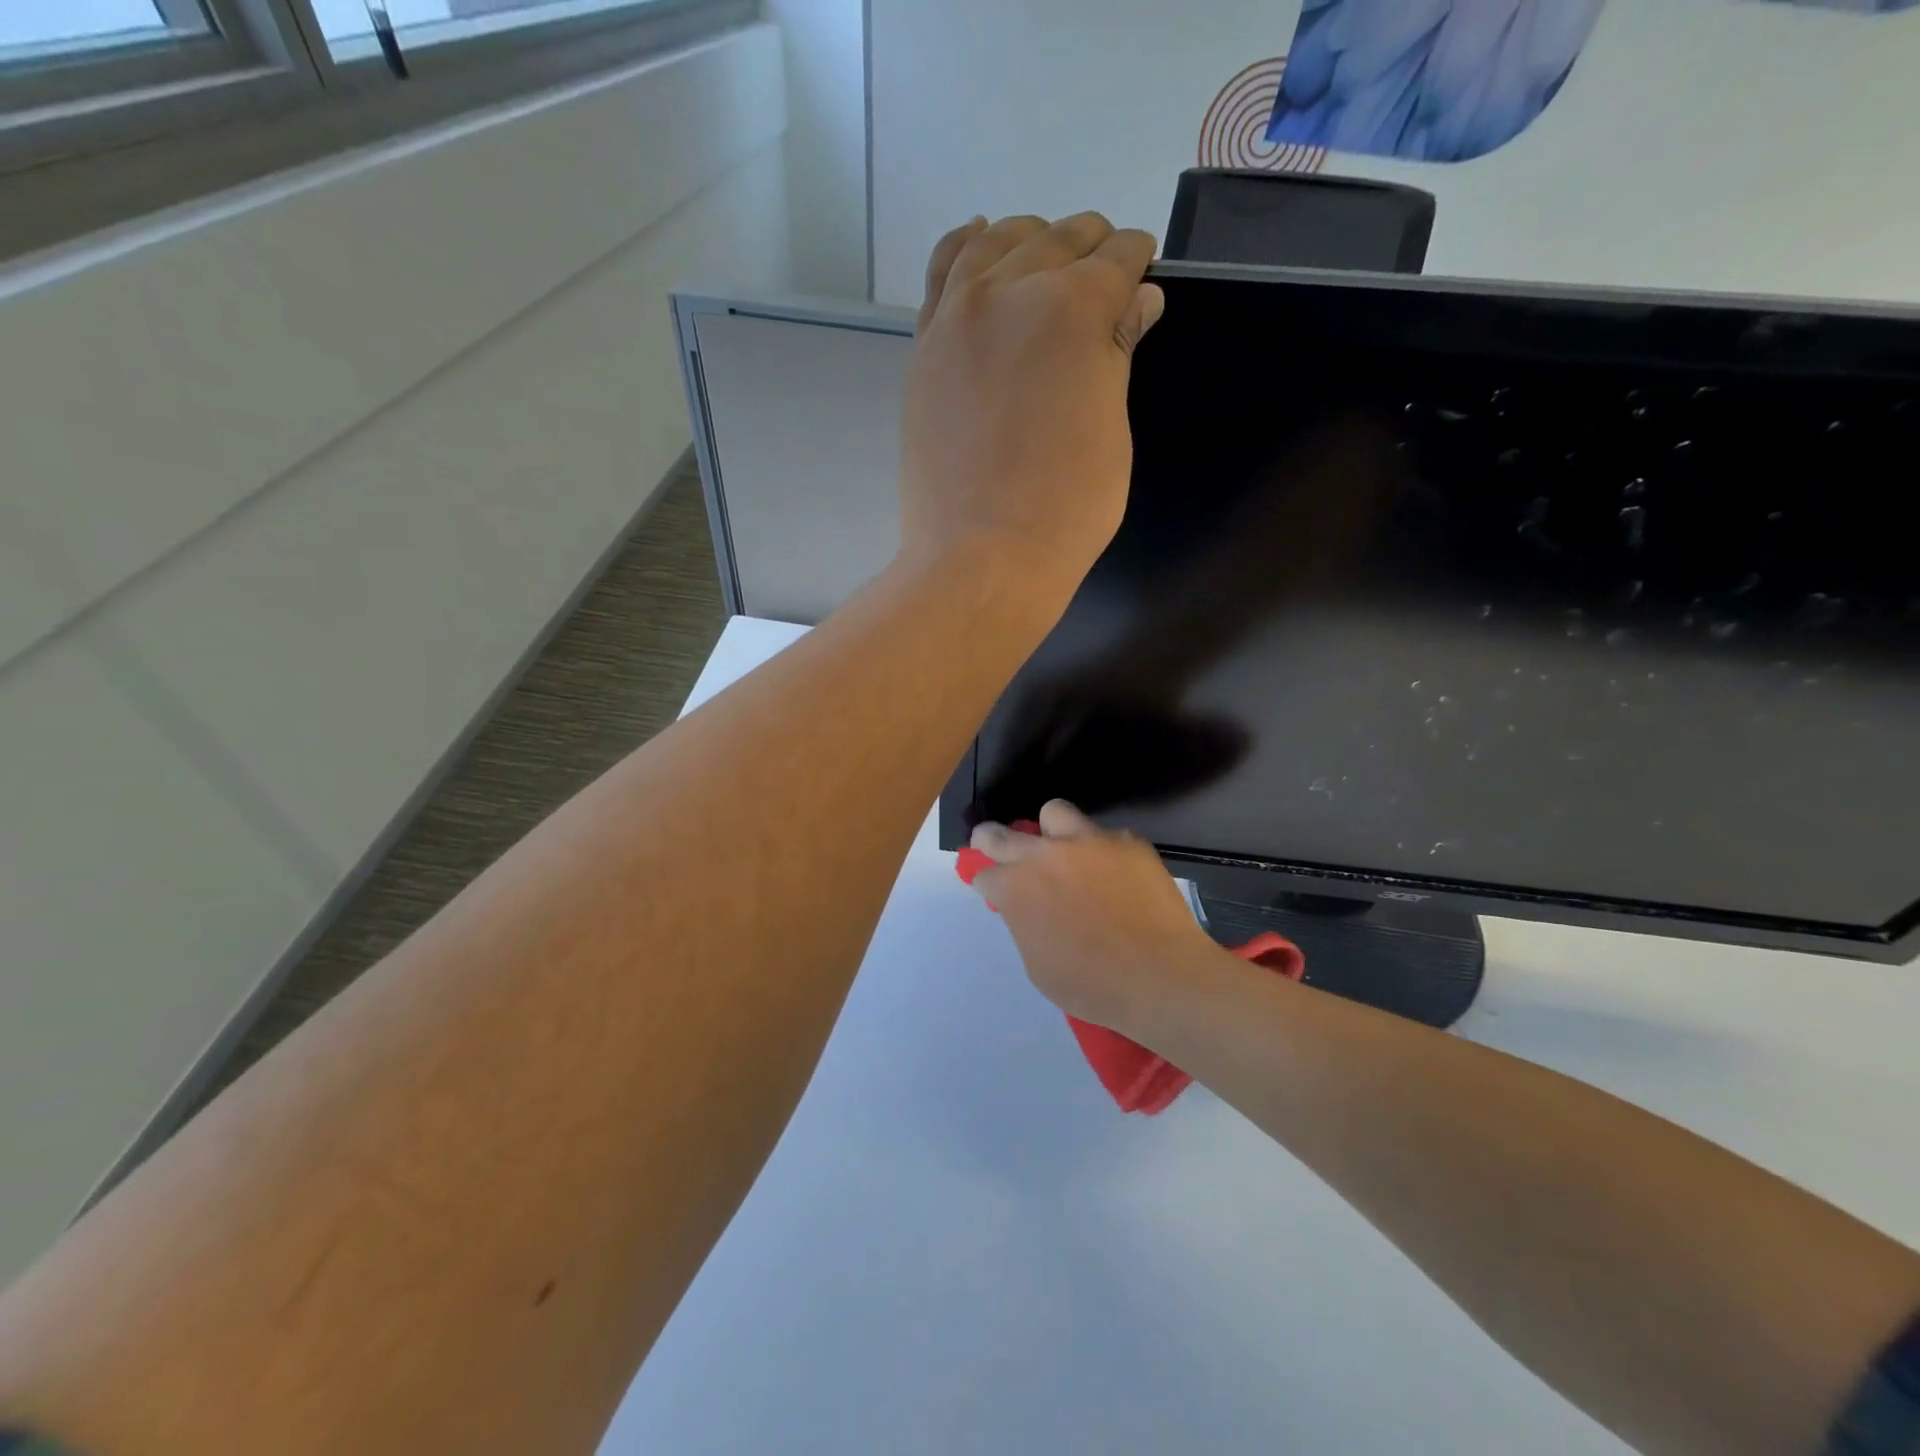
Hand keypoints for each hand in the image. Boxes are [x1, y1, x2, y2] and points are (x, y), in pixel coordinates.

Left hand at [898, 213, 1164, 598]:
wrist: (981, 556)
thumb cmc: (1065, 508)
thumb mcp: (1111, 430)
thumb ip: (1117, 352)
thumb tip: (1137, 300)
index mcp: (1073, 308)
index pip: (1117, 259)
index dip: (1137, 264)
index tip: (1144, 274)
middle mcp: (1010, 292)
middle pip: (1059, 241)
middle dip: (1091, 249)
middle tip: (1106, 271)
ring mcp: (957, 317)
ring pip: (997, 242)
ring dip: (1032, 239)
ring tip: (1047, 256)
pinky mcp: (925, 348)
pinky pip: (942, 272)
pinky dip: (966, 246)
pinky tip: (981, 239)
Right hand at [968, 800, 1229, 1038]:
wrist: (1160, 976)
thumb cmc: (1091, 985)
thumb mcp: (1037, 964)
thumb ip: (1026, 923)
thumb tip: (1031, 908)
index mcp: (1016, 887)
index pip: (984, 875)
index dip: (989, 885)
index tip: (997, 893)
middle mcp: (1044, 854)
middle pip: (1000, 834)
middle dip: (992, 842)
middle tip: (1000, 851)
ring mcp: (1088, 841)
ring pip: (1054, 813)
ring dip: (1052, 832)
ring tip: (1067, 853)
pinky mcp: (1127, 841)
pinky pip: (1105, 835)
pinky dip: (1103, 852)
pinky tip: (1117, 877)